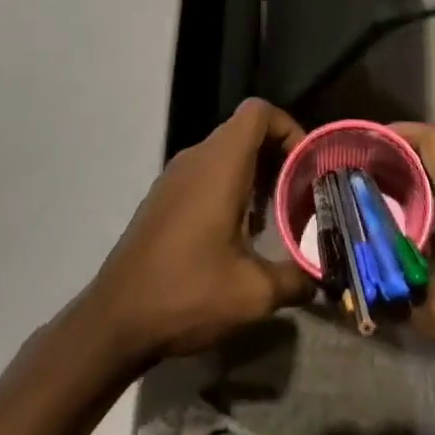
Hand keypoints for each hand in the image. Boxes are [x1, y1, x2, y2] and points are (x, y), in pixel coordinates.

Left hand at [84, 99, 314, 364]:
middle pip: (245, 131)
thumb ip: (295, 279)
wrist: (114, 322)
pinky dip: (229, 187)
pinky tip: (236, 235)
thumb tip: (320, 278)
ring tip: (272, 217)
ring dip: (254, 174)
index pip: (259, 112)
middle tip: (297, 194)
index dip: (288, 127)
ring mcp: (174, 176)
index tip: (305, 164)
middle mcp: (196, 158)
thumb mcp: (253, 294)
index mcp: (220, 164)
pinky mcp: (161, 197)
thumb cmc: (187, 293)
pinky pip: (205, 173)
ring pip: (225, 153)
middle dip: (277, 156)